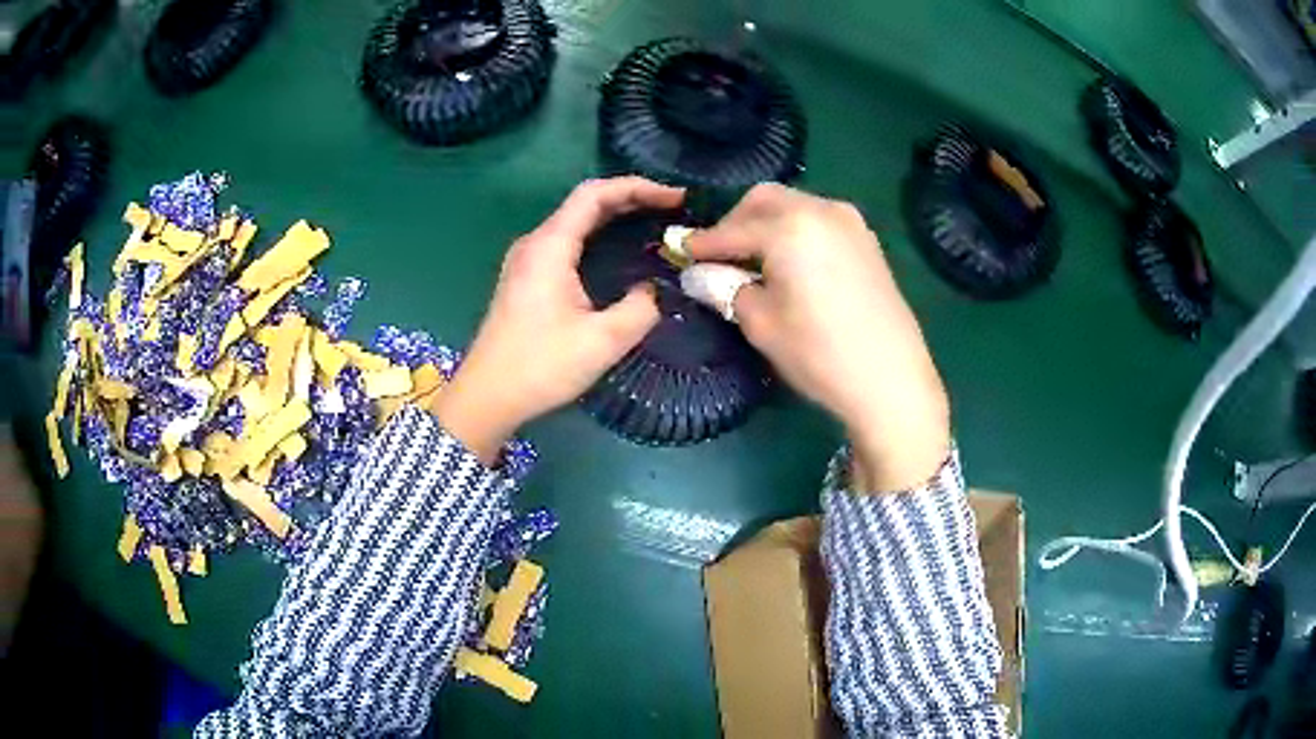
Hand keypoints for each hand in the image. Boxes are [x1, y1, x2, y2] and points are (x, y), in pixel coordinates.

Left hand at [432, 178, 683, 462]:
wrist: (487, 397)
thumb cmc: (540, 367)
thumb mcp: (603, 341)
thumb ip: (640, 309)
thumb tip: (652, 291)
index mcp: (550, 246)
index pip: (595, 194)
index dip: (638, 187)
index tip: (676, 197)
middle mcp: (535, 243)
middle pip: (585, 203)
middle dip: (631, 199)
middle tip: (673, 209)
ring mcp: (526, 260)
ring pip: (575, 223)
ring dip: (614, 217)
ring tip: (654, 223)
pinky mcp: (525, 279)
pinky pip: (567, 243)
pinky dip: (598, 237)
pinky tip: (618, 252)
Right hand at [686, 184, 949, 491]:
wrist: (892, 381)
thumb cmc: (819, 353)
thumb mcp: (760, 323)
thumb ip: (724, 288)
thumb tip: (697, 273)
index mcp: (790, 226)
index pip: (732, 229)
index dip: (702, 243)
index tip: (679, 252)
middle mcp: (821, 209)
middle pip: (765, 201)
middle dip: (736, 222)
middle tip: (719, 256)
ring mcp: (850, 222)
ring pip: (795, 207)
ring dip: (767, 225)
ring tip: (753, 262)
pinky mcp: (867, 241)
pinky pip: (819, 222)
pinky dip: (796, 232)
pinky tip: (790, 265)